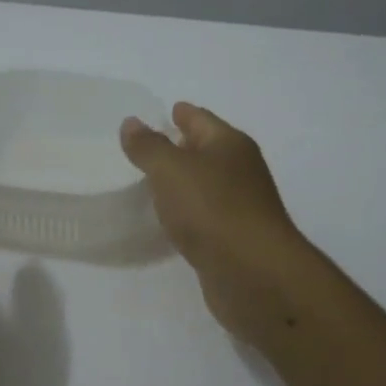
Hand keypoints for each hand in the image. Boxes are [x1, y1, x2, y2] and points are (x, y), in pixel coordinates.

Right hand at [120, 103, 312, 343]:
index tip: (166, 110)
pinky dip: (188, 212)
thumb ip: (148, 146)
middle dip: (182, 147)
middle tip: (149, 148)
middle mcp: (240, 171)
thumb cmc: (212, 209)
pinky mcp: (234, 239)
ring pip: (206, 185)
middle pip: (207, 151)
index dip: (182, 114)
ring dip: (184, 183)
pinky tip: (172, 220)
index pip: (201, 119)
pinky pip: (205, 216)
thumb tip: (132, 123)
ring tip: (153, 183)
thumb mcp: (171, 170)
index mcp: (230, 145)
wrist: (253, 274)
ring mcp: (240, 207)